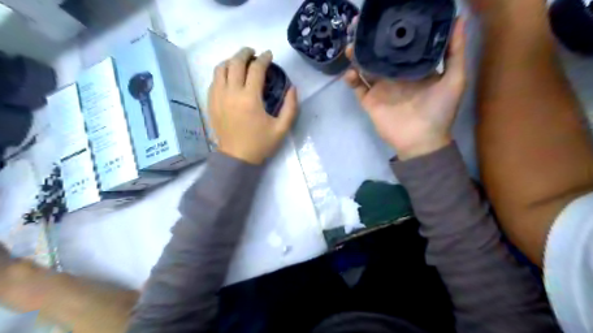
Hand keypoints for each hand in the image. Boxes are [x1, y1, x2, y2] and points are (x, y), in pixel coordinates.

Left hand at [210, 47, 300, 163]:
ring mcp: (218, 97)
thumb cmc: (261, 143)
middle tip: (254, 53)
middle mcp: (231, 93)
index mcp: (250, 99)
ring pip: (221, 68)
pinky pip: (214, 80)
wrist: (237, 158)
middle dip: (246, 53)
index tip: (269, 55)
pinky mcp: (211, 103)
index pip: (256, 69)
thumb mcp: (282, 128)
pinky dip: (222, 73)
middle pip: (235, 63)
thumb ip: (291, 107)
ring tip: (240, 62)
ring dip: (231, 61)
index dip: (264, 59)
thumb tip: (292, 88)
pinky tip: (230, 77)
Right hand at [343, 18, 468, 159]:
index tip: (384, 17)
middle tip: (359, 26)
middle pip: (378, 54)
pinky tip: (350, 72)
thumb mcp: (455, 79)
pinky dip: (351, 79)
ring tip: (351, 45)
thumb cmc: (440, 110)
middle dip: (368, 41)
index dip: (391, 31)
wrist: (421, 141)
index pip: (400, 45)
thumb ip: (455, 51)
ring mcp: (380, 89)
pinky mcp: (370, 101)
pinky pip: (357, 88)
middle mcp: (394, 75)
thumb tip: (459, 17)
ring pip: (364, 68)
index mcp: (413, 68)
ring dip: (357, 56)